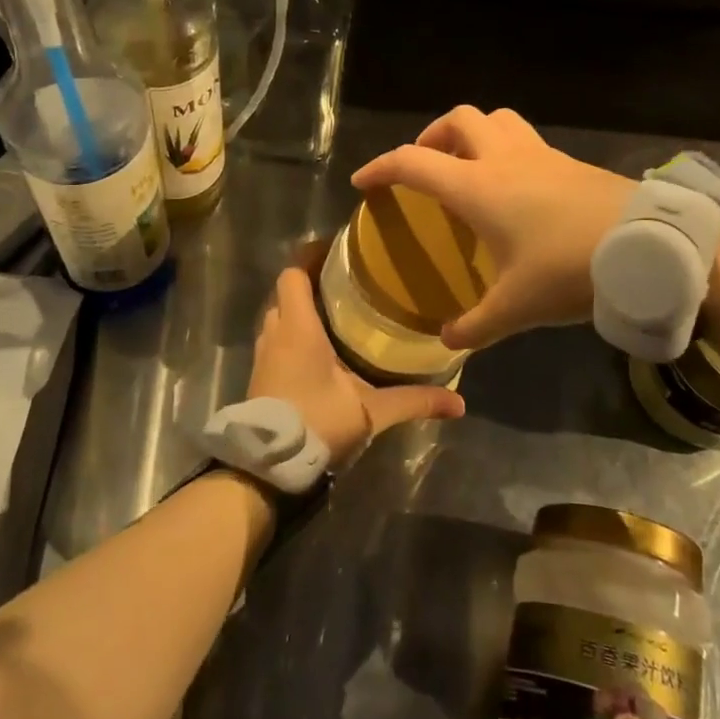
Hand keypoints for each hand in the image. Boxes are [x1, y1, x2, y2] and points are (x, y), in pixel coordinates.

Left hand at [249, 266, 463, 462]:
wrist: (268, 467)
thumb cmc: (316, 423)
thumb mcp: (371, 412)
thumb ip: (413, 401)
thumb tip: (459, 403)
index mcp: (298, 328)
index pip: (294, 274)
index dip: (310, 256)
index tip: (336, 251)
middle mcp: (276, 334)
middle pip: (286, 293)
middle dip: (311, 284)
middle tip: (345, 283)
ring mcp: (264, 355)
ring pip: (278, 317)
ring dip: (299, 311)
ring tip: (335, 313)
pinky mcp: (260, 376)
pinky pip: (275, 341)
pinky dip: (292, 335)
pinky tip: (319, 351)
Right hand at [351, 107, 634, 350]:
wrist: (648, 249)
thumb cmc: (569, 271)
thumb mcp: (517, 308)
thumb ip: (476, 325)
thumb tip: (448, 341)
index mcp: (477, 187)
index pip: (413, 162)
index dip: (381, 168)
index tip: (363, 182)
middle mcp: (503, 158)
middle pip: (457, 119)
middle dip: (431, 137)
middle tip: (426, 169)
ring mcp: (540, 154)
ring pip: (496, 119)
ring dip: (472, 134)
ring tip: (468, 168)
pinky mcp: (569, 161)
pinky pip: (525, 138)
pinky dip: (506, 149)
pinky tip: (515, 188)